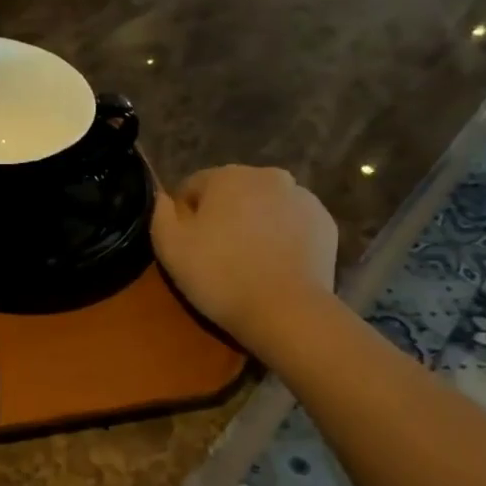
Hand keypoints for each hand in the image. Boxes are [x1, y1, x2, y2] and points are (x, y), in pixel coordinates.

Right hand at [152, 166, 338, 341]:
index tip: (186, 246)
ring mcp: (303, 198)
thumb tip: (162, 197)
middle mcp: (268, 175)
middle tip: (216, 256)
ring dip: (253, 225)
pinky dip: (281, 238)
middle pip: (233, 193)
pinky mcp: (325, 223)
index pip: (193, 186)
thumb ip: (160, 213)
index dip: (185, 216)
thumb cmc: (220, 276)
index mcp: (227, 175)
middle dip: (222, 216)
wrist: (286, 310)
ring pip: (265, 207)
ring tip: (248, 263)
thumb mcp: (170, 247)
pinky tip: (274, 266)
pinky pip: (292, 225)